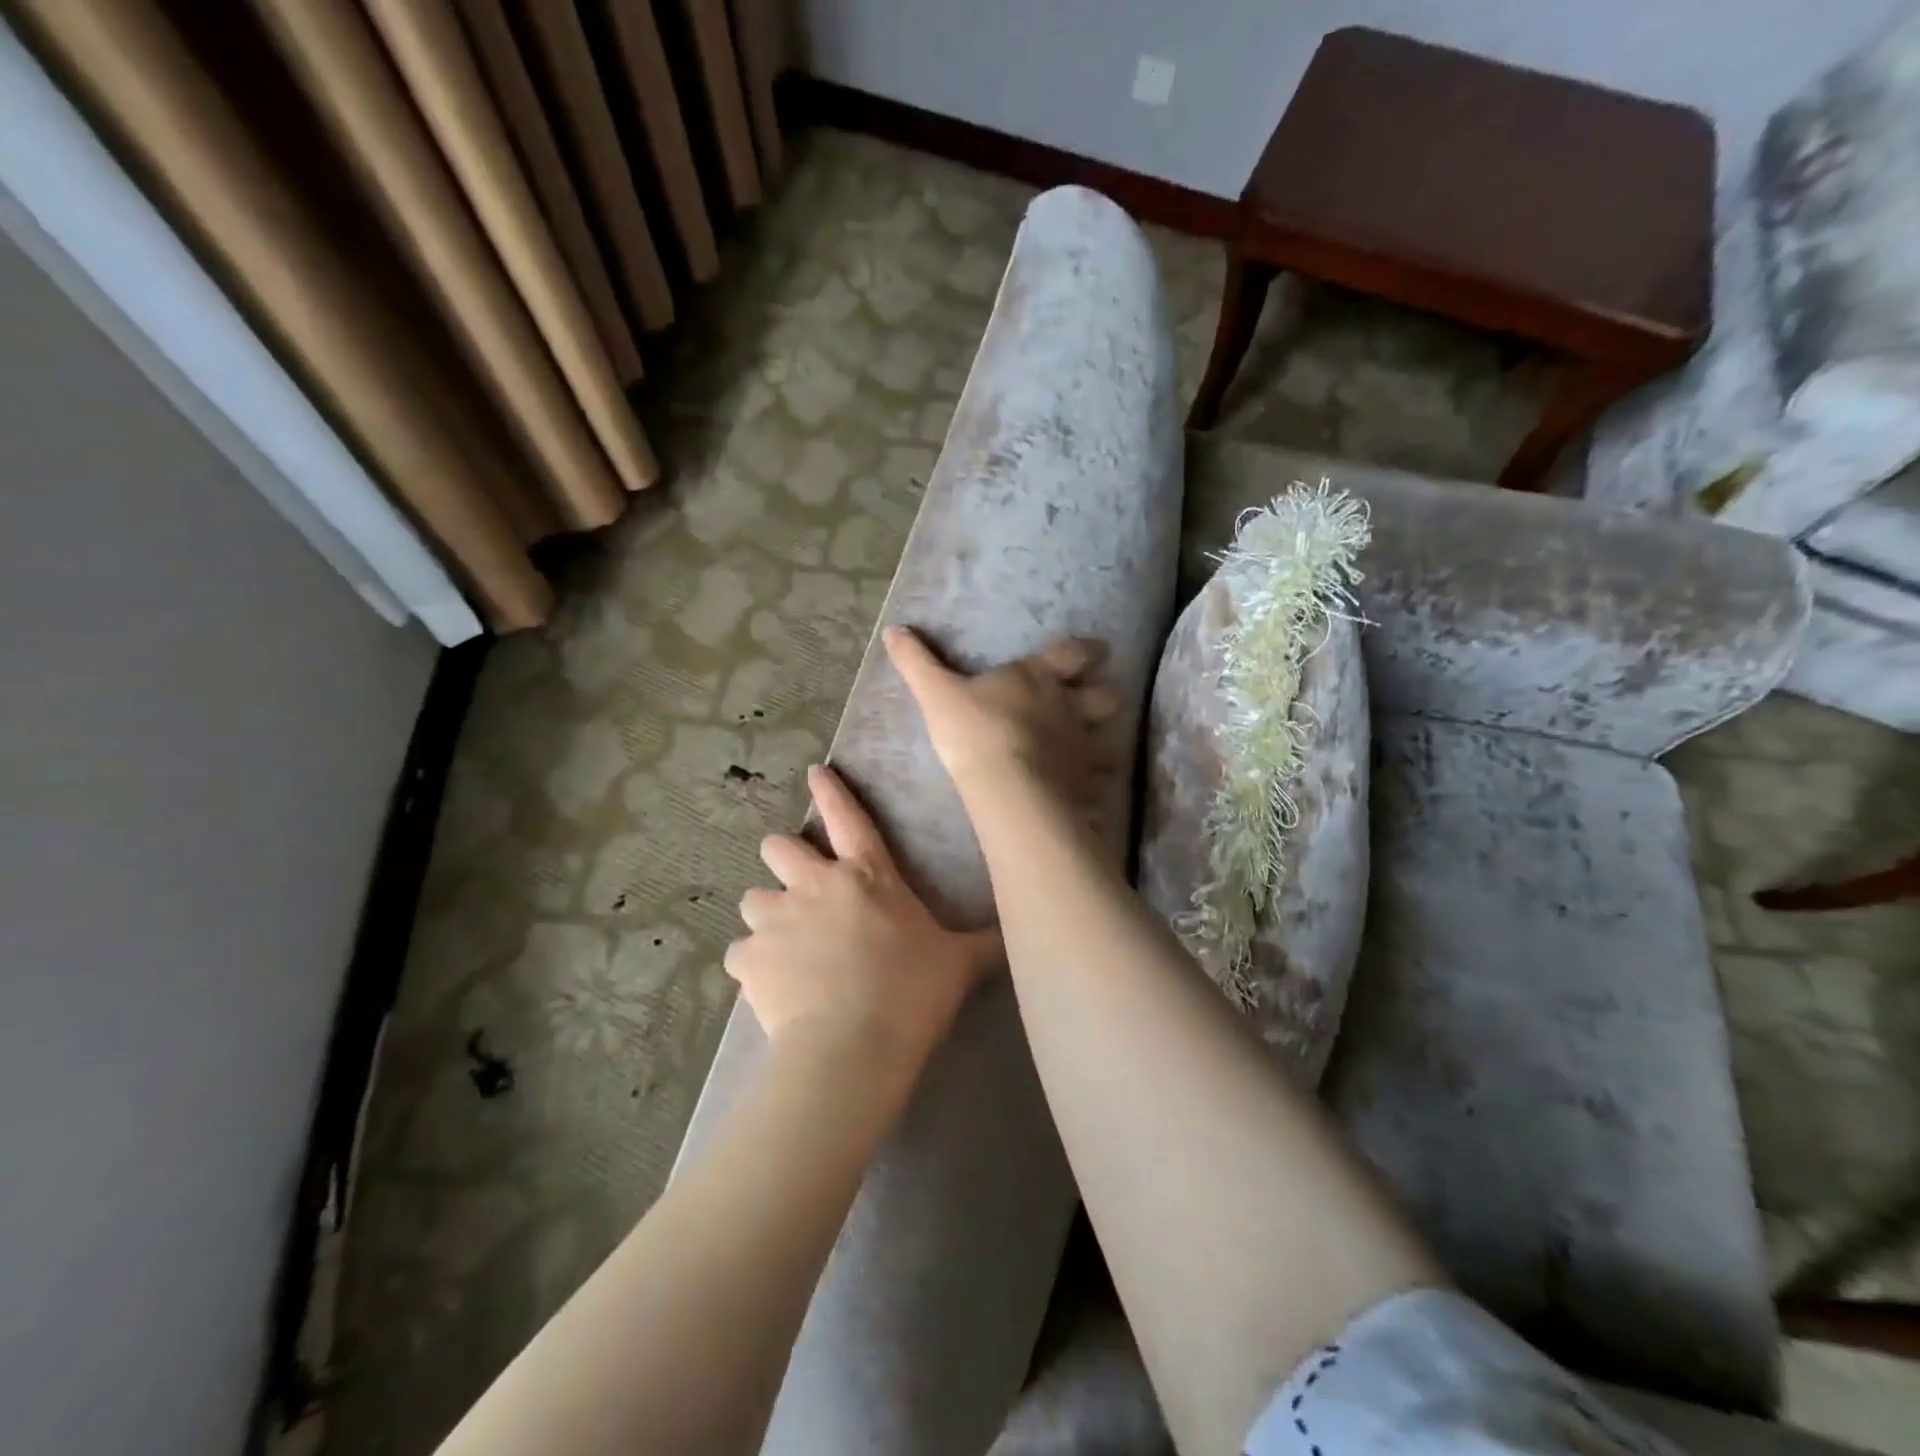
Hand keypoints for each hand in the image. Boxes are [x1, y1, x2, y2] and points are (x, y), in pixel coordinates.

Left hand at [727, 764, 999, 1073]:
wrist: (852, 1046)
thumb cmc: (912, 993)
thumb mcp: (958, 964)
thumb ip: (982, 945)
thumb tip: (1015, 939)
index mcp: (866, 876)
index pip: (847, 818)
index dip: (831, 791)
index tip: (814, 773)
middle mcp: (815, 886)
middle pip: (778, 847)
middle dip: (783, 858)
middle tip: (797, 887)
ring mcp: (776, 920)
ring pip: (753, 899)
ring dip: (766, 916)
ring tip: (781, 944)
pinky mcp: (749, 959)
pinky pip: (740, 954)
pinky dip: (751, 966)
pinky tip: (767, 987)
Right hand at [883, 626, 1121, 818]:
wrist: (1007, 785)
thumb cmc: (974, 730)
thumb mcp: (936, 693)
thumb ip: (916, 662)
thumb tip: (893, 629)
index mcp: (1039, 678)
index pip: (1074, 652)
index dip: (1083, 651)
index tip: (1090, 653)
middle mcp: (1071, 707)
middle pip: (1106, 695)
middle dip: (1101, 695)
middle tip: (1089, 702)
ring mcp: (1084, 746)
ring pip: (1112, 736)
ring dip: (1104, 737)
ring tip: (1089, 747)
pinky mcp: (1088, 783)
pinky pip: (1102, 780)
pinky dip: (1097, 781)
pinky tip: (1085, 788)